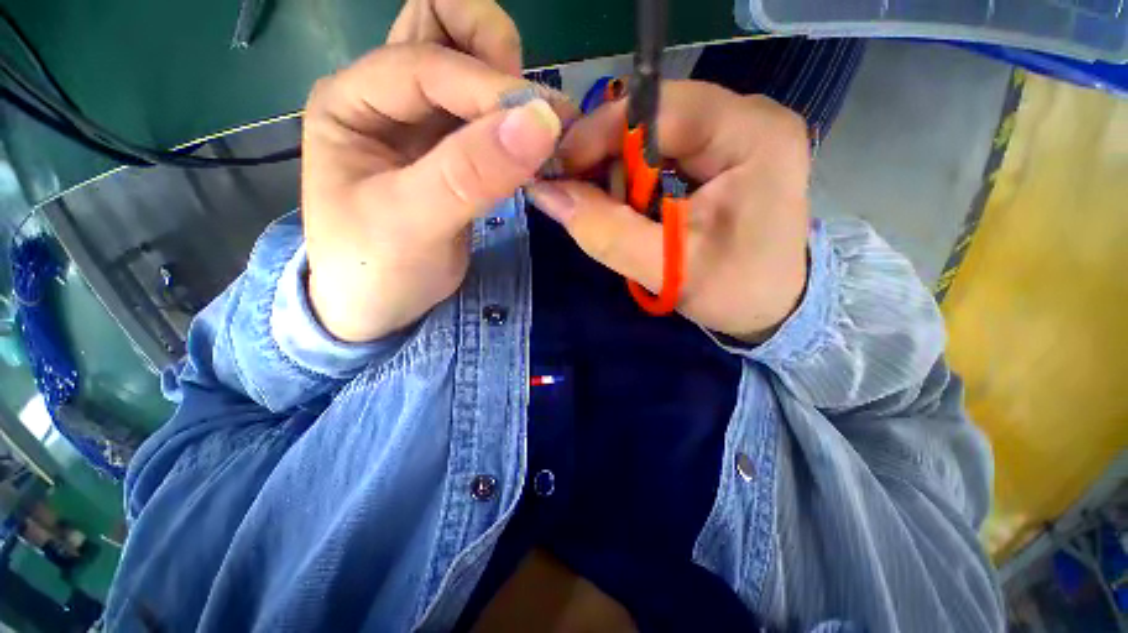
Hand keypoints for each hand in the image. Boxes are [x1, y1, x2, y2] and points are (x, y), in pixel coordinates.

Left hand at [302, 2, 568, 342]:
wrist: (380, 307)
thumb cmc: (375, 270)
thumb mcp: (411, 224)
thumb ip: (469, 174)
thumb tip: (541, 123)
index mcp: (351, 101)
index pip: (424, 62)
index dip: (486, 86)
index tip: (544, 125)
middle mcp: (386, 96)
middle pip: (440, 25)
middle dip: (493, 53)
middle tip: (532, 111)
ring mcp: (424, 122)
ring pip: (469, 62)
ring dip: (511, 84)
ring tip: (541, 133)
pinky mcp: (455, 151)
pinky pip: (489, 114)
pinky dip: (517, 121)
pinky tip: (534, 153)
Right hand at [527, 81, 810, 342]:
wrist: (771, 307)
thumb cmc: (732, 292)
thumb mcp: (665, 270)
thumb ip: (604, 232)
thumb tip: (546, 193)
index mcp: (753, 137)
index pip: (659, 108)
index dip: (600, 133)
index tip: (560, 170)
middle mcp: (750, 118)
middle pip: (655, 116)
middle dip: (609, 157)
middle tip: (582, 197)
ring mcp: (738, 131)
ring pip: (655, 132)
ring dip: (621, 170)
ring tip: (613, 210)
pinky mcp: (725, 151)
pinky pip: (664, 149)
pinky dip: (637, 176)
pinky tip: (632, 205)